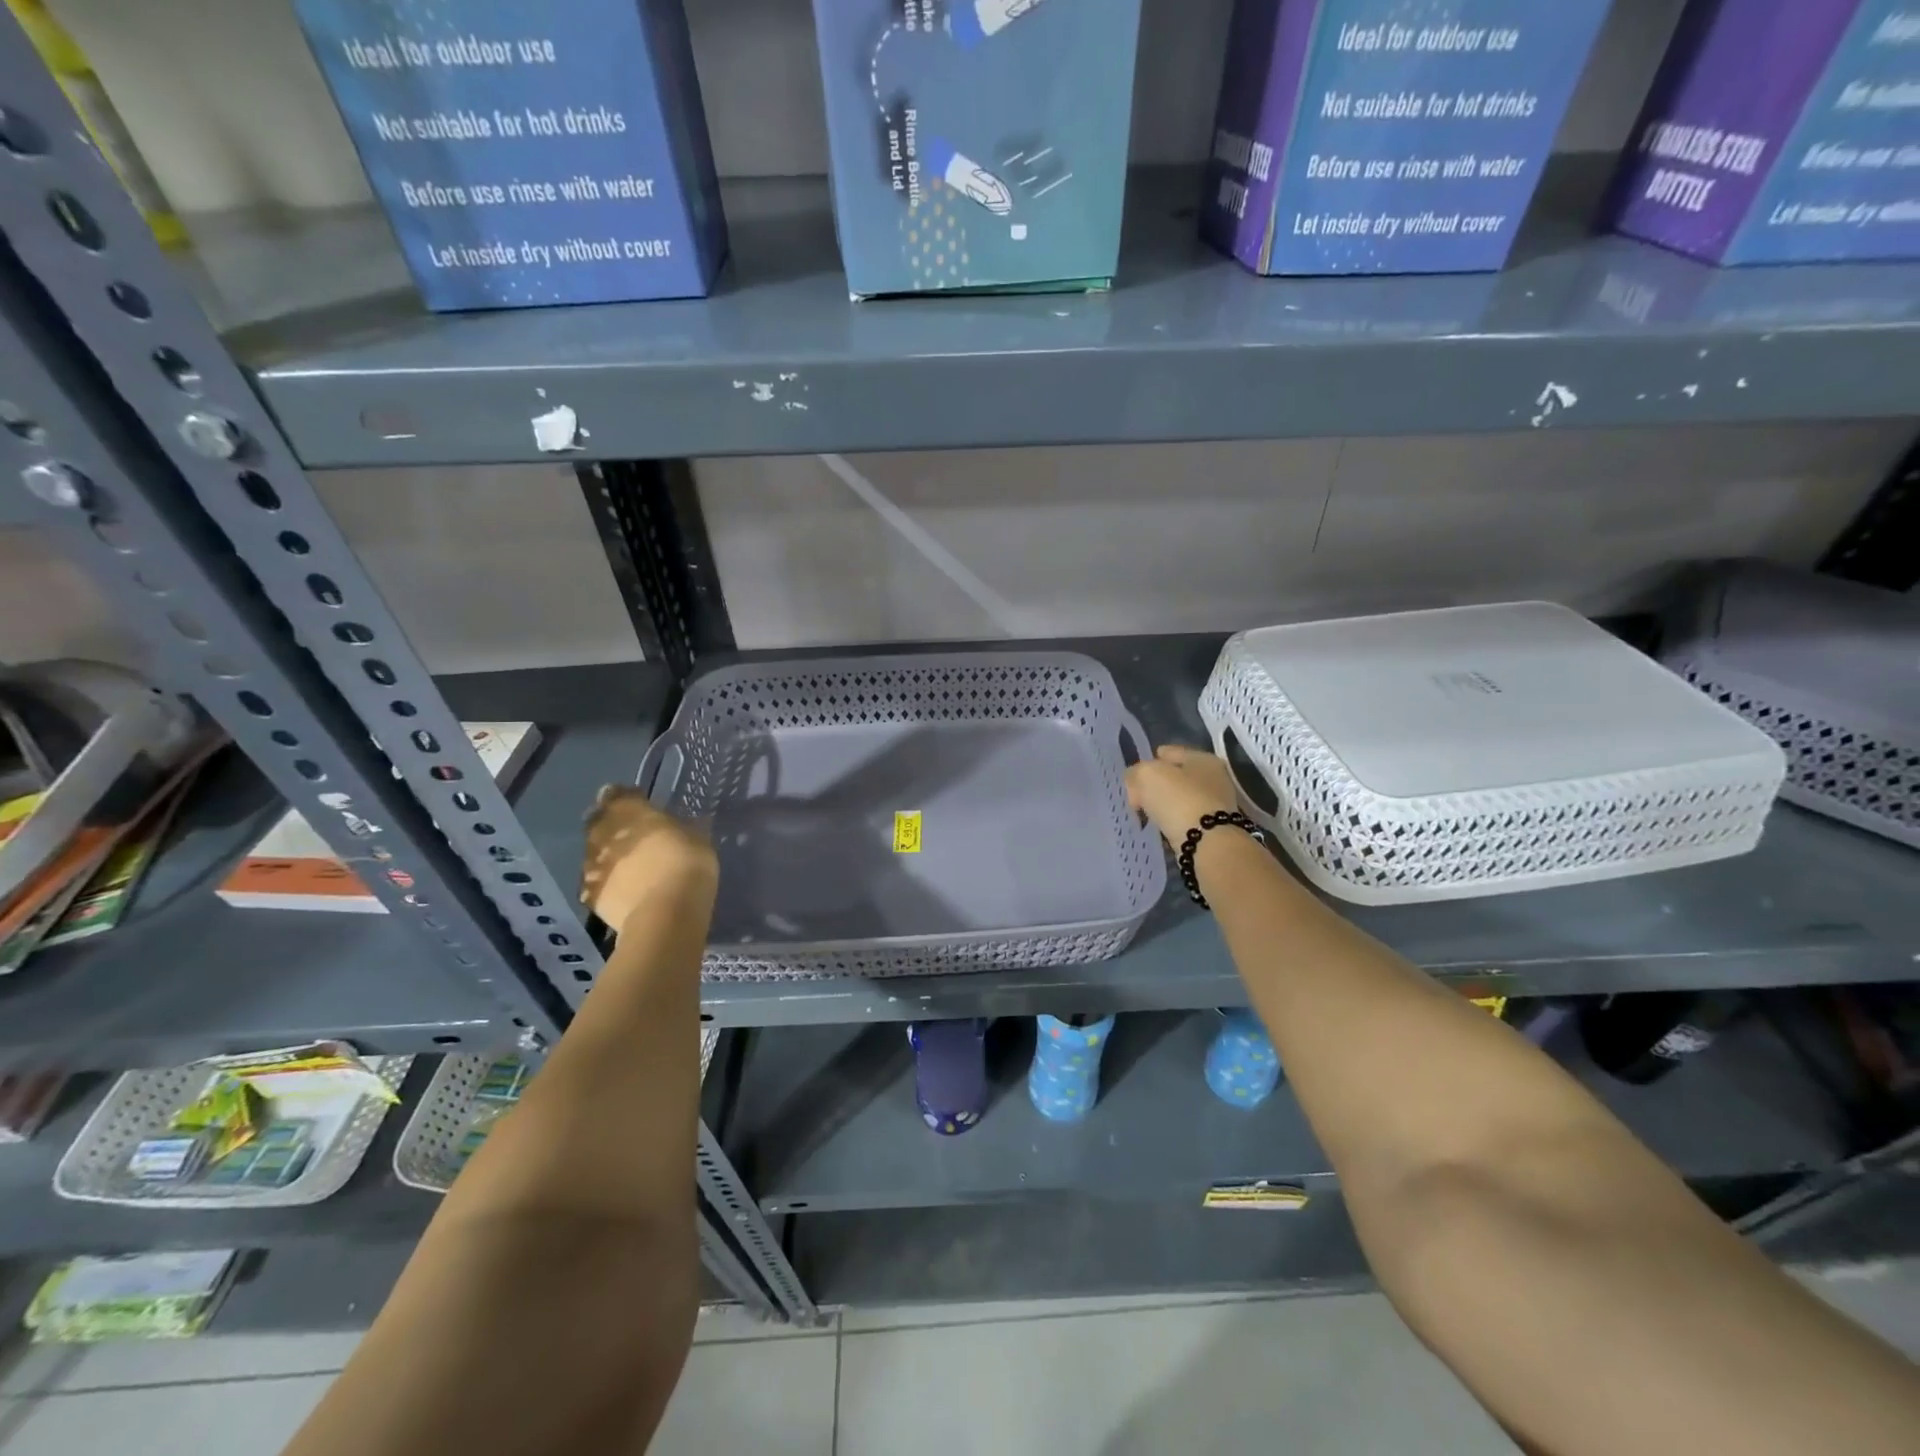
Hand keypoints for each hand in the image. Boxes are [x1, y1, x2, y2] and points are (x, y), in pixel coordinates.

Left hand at [581, 785, 717, 931]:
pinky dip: (605, 882)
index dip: (626, 798)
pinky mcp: (589, 894)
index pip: (616, 793)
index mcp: (629, 810)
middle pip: (598, 821)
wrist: (664, 913)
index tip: (638, 804)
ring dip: (606, 854)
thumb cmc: (686, 864)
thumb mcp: (697, 838)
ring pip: (594, 852)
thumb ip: (679, 828)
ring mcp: (592, 864)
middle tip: (629, 834)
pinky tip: (620, 889)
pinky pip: (595, 882)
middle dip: (610, 825)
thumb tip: (680, 826)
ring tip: (626, 864)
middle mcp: (603, 832)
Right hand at [1125, 744, 1241, 849]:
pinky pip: (1185, 820)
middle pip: (1176, 777)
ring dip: (1165, 806)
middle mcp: (1215, 779)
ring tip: (1147, 815)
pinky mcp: (1214, 829)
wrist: (1208, 844)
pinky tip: (1161, 828)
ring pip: (1181, 799)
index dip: (1148, 761)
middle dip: (1156, 786)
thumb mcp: (1146, 775)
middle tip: (1137, 797)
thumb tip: (1136, 784)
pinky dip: (1173, 823)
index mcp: (1203, 758)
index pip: (1168, 752)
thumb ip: (1135, 773)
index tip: (1133, 776)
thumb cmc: (1179, 800)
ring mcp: (1217, 805)